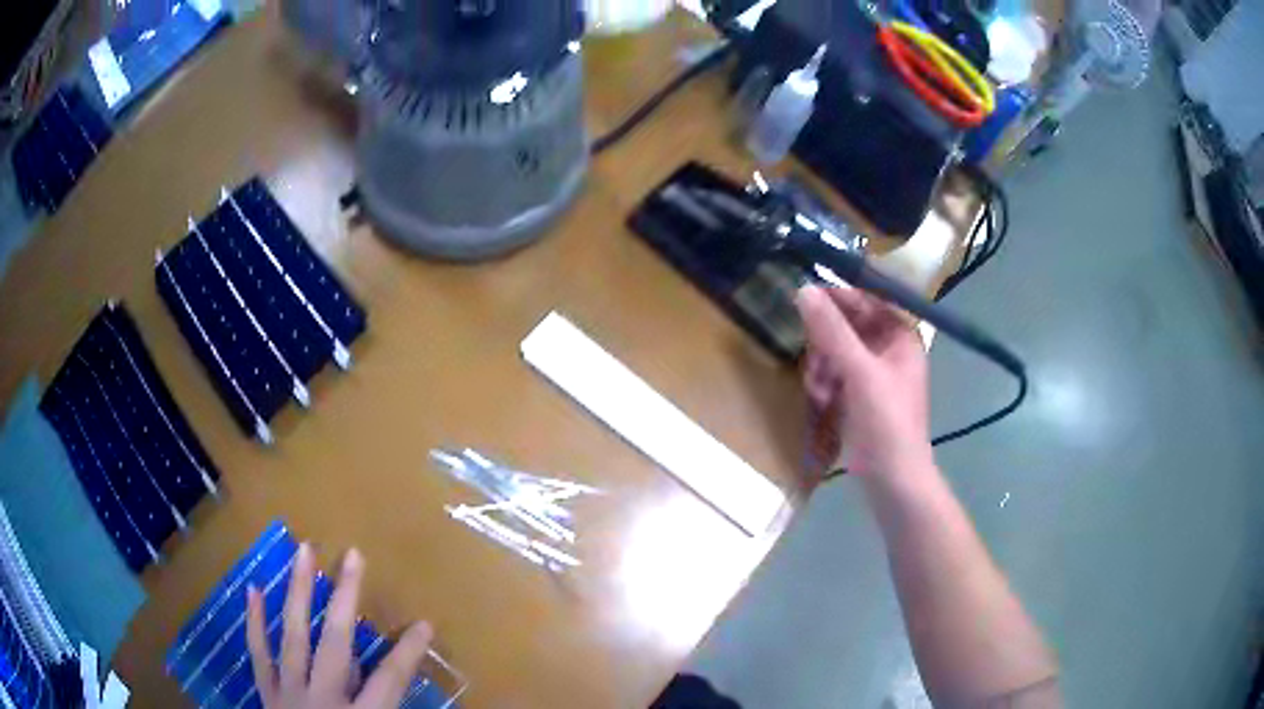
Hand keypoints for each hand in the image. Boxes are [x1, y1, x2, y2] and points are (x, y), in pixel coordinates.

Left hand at [246, 543, 433, 708]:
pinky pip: (258, 653)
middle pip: (335, 643)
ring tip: (303, 552)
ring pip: (292, 636)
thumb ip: (389, 708)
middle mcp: (321, 699)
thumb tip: (408, 693)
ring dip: (298, 593)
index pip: (389, 681)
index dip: (408, 652)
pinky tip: (252, 590)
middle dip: (346, 599)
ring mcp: (288, 692)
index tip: (425, 623)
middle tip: (354, 554)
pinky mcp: (267, 693)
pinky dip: (254, 622)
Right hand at [796, 285, 931, 477]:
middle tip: (815, 361)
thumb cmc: (886, 423)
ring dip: (821, 367)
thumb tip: (803, 289)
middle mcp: (888, 349)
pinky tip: (821, 402)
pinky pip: (833, 374)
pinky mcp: (858, 396)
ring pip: (835, 351)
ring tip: (819, 390)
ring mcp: (873, 374)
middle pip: (846, 326)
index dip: (837, 298)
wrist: (892, 481)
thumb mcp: (859, 372)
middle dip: (826, 344)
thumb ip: (832, 331)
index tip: (804, 299)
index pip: (866, 300)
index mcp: (900, 335)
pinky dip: (824, 384)